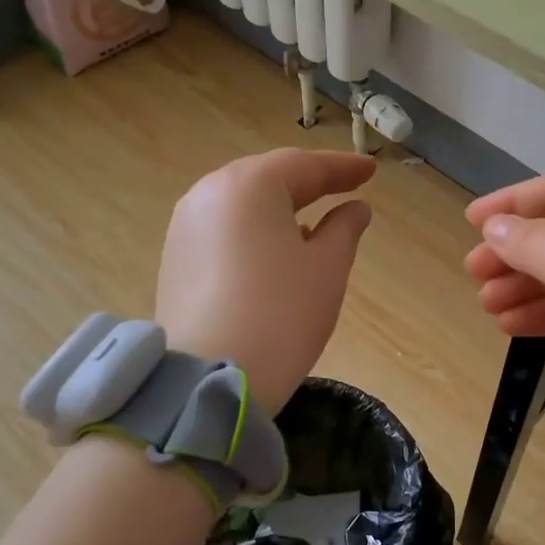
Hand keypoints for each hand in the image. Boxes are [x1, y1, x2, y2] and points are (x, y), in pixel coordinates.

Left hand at [157, 149, 374, 414]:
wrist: (209, 379)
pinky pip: (223, 228)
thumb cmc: (281, 314)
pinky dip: (253, 230)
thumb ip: (344, 229)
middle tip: (344, 187)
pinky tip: (274, 250)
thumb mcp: (327, 268)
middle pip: (267, 178)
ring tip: (312, 220)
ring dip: (279, 207)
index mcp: (249, 185)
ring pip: (242, 203)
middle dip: (308, 183)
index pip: (304, 165)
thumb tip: (354, 209)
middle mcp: (208, 193)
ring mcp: (184, 226)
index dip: (342, 168)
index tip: (370, 171)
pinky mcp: (174, 258)